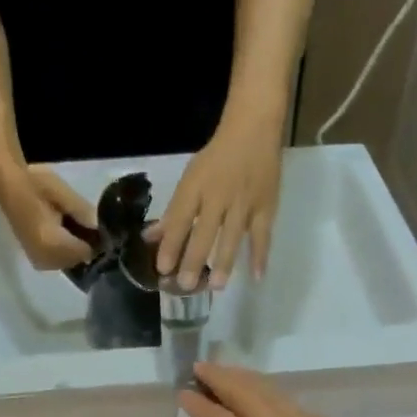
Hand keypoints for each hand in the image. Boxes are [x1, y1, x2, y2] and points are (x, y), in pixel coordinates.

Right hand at [5, 165, 95, 270]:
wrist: (7, 185)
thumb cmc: (35, 184)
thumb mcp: (63, 193)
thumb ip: (83, 212)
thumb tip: (100, 228)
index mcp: (51, 242)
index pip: (85, 252)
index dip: (95, 242)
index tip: (100, 229)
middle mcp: (44, 257)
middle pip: (77, 260)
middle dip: (83, 246)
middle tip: (84, 225)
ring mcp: (37, 259)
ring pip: (67, 262)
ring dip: (73, 249)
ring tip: (71, 227)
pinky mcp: (33, 257)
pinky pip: (56, 262)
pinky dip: (63, 251)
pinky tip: (62, 234)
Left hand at [152, 125, 281, 289]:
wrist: (253, 130)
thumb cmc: (216, 158)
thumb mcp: (190, 179)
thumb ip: (173, 212)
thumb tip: (151, 237)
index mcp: (195, 188)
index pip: (179, 219)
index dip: (170, 244)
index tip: (162, 268)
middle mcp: (218, 196)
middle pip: (204, 232)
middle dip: (194, 260)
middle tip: (186, 285)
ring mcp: (244, 203)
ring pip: (232, 236)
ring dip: (225, 262)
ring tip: (217, 286)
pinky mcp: (266, 206)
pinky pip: (263, 234)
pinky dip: (260, 255)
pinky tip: (257, 277)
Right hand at [177, 362, 412, 416]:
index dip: (198, 406)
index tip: (182, 393)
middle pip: (242, 393)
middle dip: (219, 377)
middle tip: (200, 367)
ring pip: (266, 390)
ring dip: (243, 377)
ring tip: (228, 372)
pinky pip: (285, 399)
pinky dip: (267, 389)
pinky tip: (268, 396)